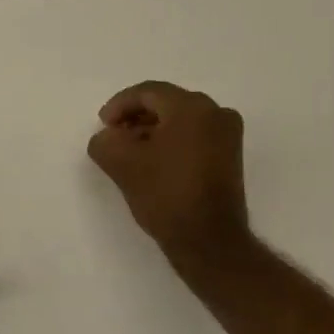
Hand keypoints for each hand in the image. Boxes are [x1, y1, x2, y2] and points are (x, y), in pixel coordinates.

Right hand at [87, 80, 254, 266]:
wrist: (209, 241)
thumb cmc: (166, 194)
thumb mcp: (121, 164)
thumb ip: (105, 141)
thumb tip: (108, 138)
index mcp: (192, 107)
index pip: (148, 92)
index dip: (119, 105)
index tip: (103, 125)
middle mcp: (216, 112)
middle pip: (166, 103)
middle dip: (136, 117)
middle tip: (114, 137)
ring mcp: (228, 135)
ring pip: (181, 120)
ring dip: (152, 130)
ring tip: (130, 152)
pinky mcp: (230, 157)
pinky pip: (194, 136)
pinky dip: (171, 142)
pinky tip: (153, 162)